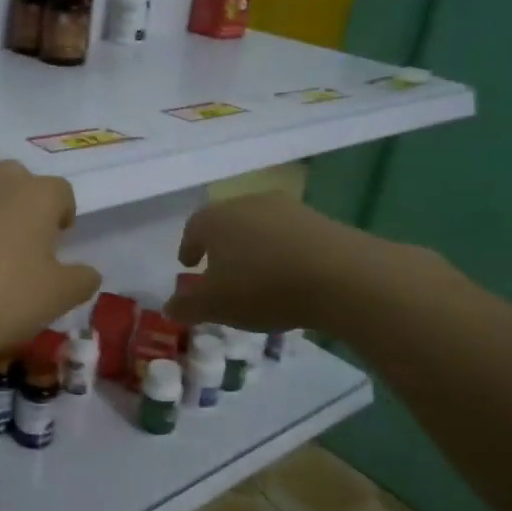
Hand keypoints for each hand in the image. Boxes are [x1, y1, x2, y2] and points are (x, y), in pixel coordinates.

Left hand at [0, 156, 101, 360]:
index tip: (58, 243)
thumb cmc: (0, 297)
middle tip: (22, 242)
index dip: (62, 215)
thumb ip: (81, 281)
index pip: (61, 192)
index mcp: (36, 195)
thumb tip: (88, 272)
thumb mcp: (56, 298)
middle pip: (18, 177)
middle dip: (24, 202)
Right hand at [165, 191, 363, 332]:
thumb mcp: (215, 306)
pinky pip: (290, 236)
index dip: (188, 247)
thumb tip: (169, 306)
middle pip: (227, 222)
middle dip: (221, 245)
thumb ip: (187, 305)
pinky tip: (290, 276)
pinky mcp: (320, 220)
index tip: (188, 265)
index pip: (193, 228)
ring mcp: (287, 208)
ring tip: (257, 276)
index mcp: (215, 219)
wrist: (341, 276)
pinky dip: (283, 252)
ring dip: (254, 248)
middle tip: (220, 270)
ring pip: (260, 227)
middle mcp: (248, 204)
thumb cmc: (263, 287)